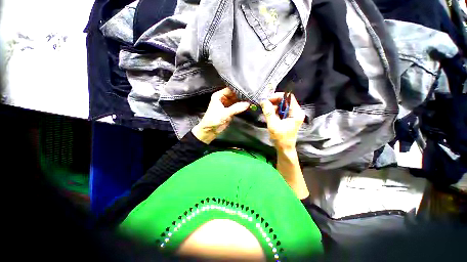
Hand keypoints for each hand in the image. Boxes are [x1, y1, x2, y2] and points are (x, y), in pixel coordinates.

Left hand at [192, 87, 249, 143]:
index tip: (247, 90)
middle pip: (234, 95)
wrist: (210, 131)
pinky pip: (237, 107)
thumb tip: (247, 104)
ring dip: (242, 102)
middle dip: (242, 96)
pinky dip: (242, 107)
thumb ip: (236, 108)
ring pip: (236, 101)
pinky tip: (248, 106)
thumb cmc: (214, 119)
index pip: (230, 89)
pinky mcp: (230, 111)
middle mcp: (223, 99)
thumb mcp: (225, 113)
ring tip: (251, 100)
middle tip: (251, 96)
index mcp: (219, 96)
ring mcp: (227, 105)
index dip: (238, 90)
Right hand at [260, 93, 304, 151]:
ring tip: (266, 113)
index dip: (277, 96)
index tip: (267, 100)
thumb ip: (268, 112)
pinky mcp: (288, 119)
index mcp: (296, 112)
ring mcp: (292, 115)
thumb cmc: (281, 138)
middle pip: (285, 101)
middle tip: (265, 106)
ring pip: (282, 106)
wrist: (285, 149)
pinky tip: (269, 116)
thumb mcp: (273, 124)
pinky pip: (280, 111)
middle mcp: (296, 112)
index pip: (288, 97)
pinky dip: (274, 112)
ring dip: (273, 107)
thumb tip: (263, 100)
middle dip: (274, 102)